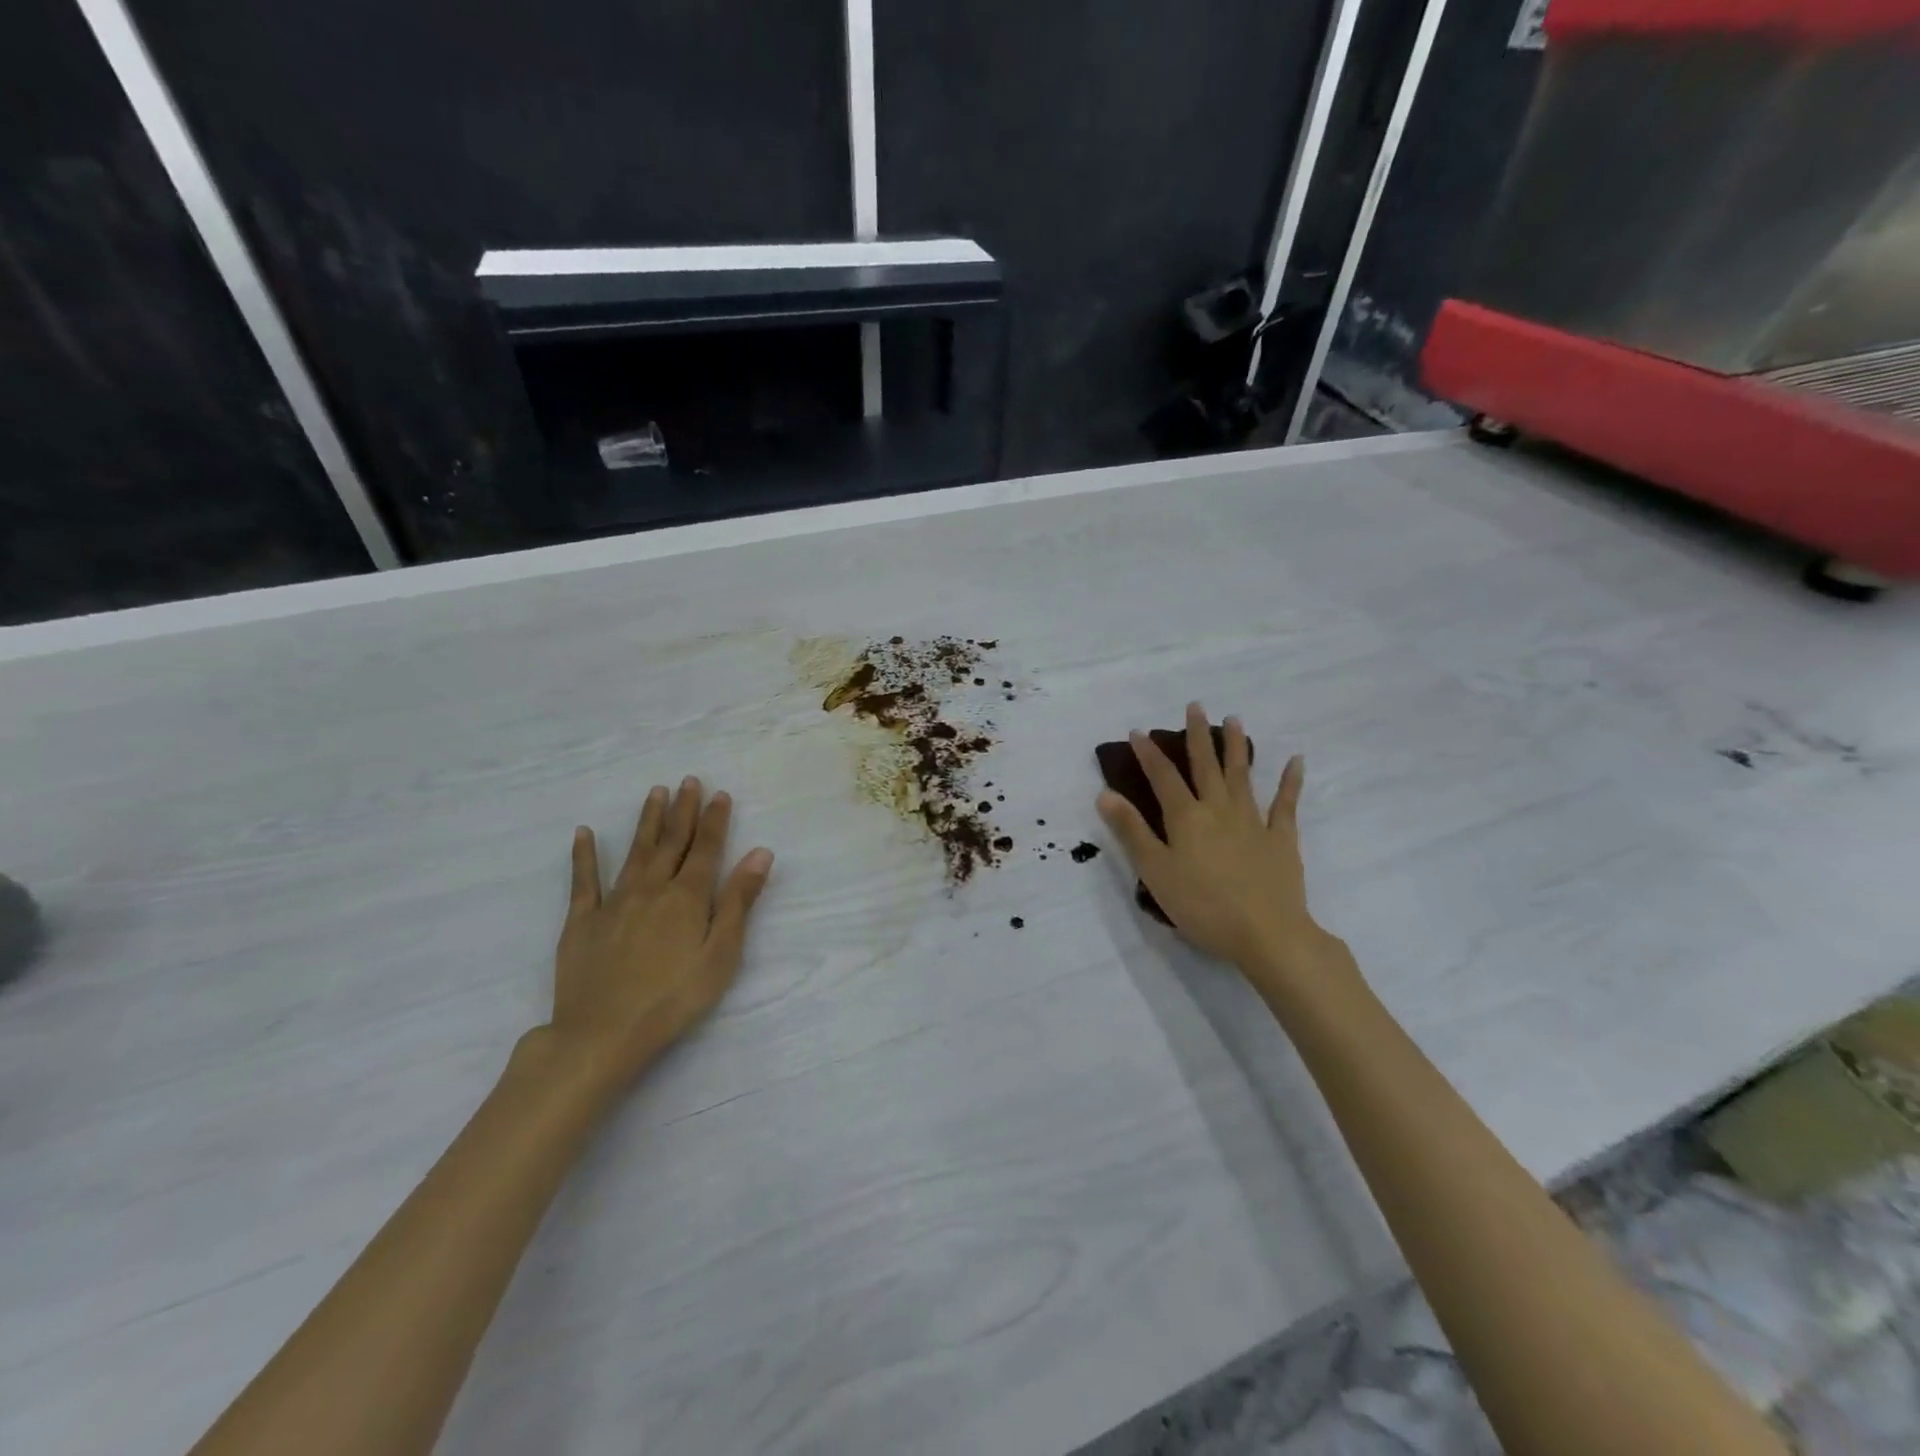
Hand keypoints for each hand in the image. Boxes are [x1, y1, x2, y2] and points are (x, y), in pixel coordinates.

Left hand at [544, 778, 773, 1100]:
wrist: (602, 1034)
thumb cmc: (674, 998)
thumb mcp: (721, 953)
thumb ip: (739, 901)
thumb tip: (760, 853)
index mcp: (687, 897)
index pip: (706, 849)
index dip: (715, 820)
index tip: (720, 793)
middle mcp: (652, 889)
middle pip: (671, 842)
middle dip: (683, 810)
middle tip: (689, 781)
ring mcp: (614, 902)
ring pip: (635, 851)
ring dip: (647, 821)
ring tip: (655, 793)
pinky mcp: (582, 921)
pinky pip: (584, 881)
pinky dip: (584, 855)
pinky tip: (584, 834)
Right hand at [1096, 703, 1337, 997]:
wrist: (1267, 934)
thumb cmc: (1202, 906)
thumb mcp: (1155, 871)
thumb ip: (1131, 831)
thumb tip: (1105, 793)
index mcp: (1186, 818)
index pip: (1163, 777)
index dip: (1149, 753)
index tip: (1138, 731)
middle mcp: (1219, 809)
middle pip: (1205, 766)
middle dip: (1197, 736)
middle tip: (1195, 706)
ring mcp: (1253, 821)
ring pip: (1242, 776)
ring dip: (1236, 747)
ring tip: (1235, 720)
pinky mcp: (1281, 839)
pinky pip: (1286, 804)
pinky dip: (1290, 782)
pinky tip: (1296, 761)